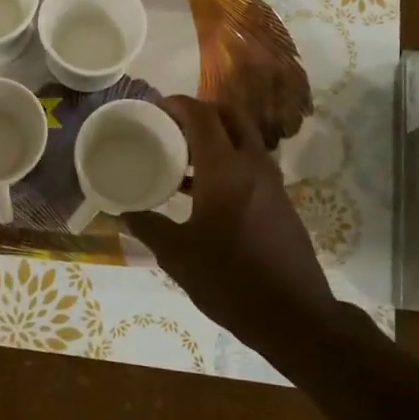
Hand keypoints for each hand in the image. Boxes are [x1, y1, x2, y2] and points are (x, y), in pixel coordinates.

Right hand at [125, 97, 333, 339]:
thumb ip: (149, 228)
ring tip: (183, 158)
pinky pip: (252, 164)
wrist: (293, 315)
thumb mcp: (178, 255)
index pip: (203, 116)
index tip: (155, 107)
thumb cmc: (229, 279)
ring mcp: (272, 183)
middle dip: (201, 113)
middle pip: (231, 117)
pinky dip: (229, 161)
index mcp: (225, 169)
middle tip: (171, 127)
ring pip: (245, 140)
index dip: (178, 104)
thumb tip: (125, 214)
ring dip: (217, 137)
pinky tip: (205, 192)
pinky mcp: (281, 202)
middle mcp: (253, 165)